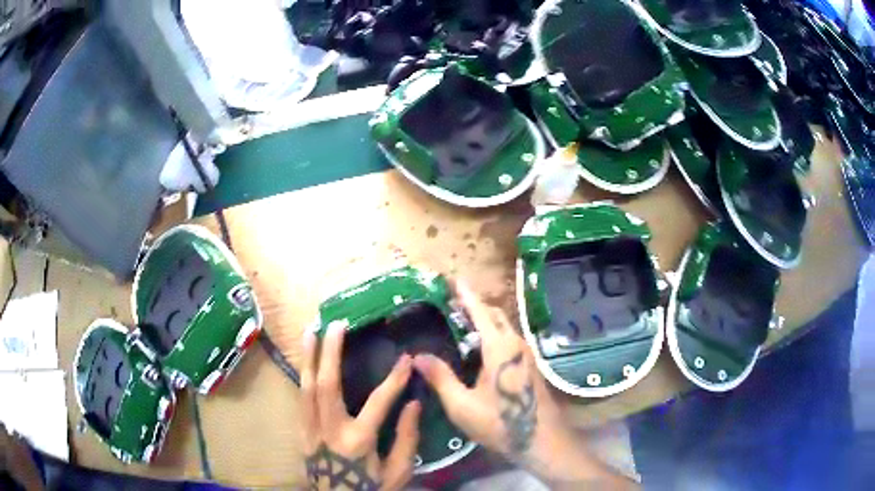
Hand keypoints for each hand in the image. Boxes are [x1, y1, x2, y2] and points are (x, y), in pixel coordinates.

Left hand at [300, 324, 420, 490]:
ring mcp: (310, 430)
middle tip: (335, 325)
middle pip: (326, 385)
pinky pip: (300, 398)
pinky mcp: (301, 432)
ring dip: (308, 357)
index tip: (405, 358)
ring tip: (311, 330)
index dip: (394, 379)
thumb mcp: (397, 472)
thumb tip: (415, 404)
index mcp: (358, 441)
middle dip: (330, 352)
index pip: (378, 403)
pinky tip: (306, 361)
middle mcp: (330, 430)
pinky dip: (303, 375)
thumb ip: (407, 439)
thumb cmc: (370, 488)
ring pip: (306, 387)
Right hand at [411, 282, 559, 458]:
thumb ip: (440, 378)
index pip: (480, 311)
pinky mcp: (530, 365)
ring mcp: (526, 354)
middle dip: (474, 304)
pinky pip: (509, 339)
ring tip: (460, 324)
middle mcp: (516, 344)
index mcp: (499, 348)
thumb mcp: (461, 405)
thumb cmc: (500, 423)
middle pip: (494, 314)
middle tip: (450, 304)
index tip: (453, 278)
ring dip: (484, 319)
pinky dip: (492, 333)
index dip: (465, 294)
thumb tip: (417, 356)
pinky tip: (478, 349)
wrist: (541, 439)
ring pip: (504, 326)